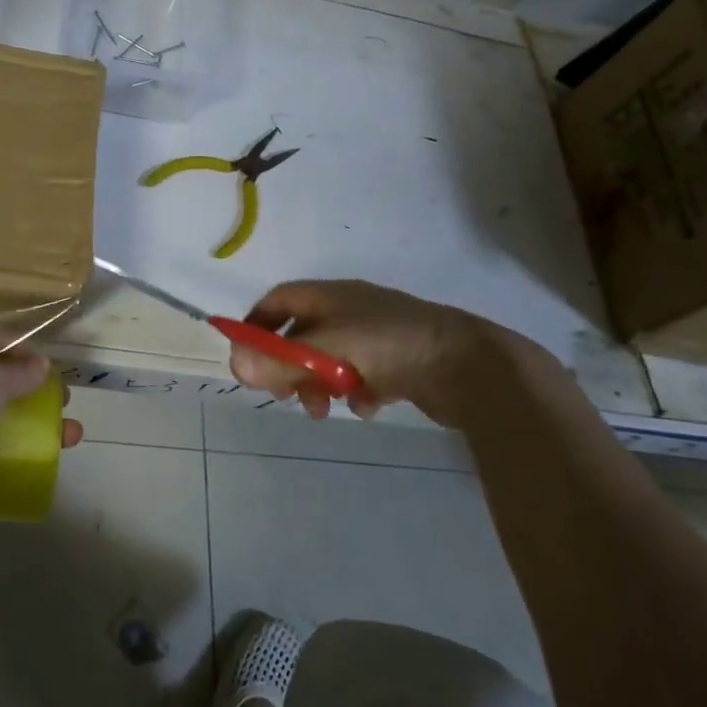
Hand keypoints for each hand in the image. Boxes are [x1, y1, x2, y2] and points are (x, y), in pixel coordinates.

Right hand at [231, 279, 519, 423]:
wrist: (470, 365)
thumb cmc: (390, 345)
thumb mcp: (327, 349)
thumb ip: (281, 359)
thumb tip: (236, 367)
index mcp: (332, 295)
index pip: (280, 300)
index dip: (258, 324)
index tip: (247, 356)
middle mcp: (352, 310)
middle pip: (303, 333)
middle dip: (289, 365)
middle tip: (284, 395)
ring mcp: (379, 335)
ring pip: (332, 359)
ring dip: (319, 384)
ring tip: (324, 410)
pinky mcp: (402, 361)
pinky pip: (364, 375)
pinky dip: (356, 392)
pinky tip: (366, 408)